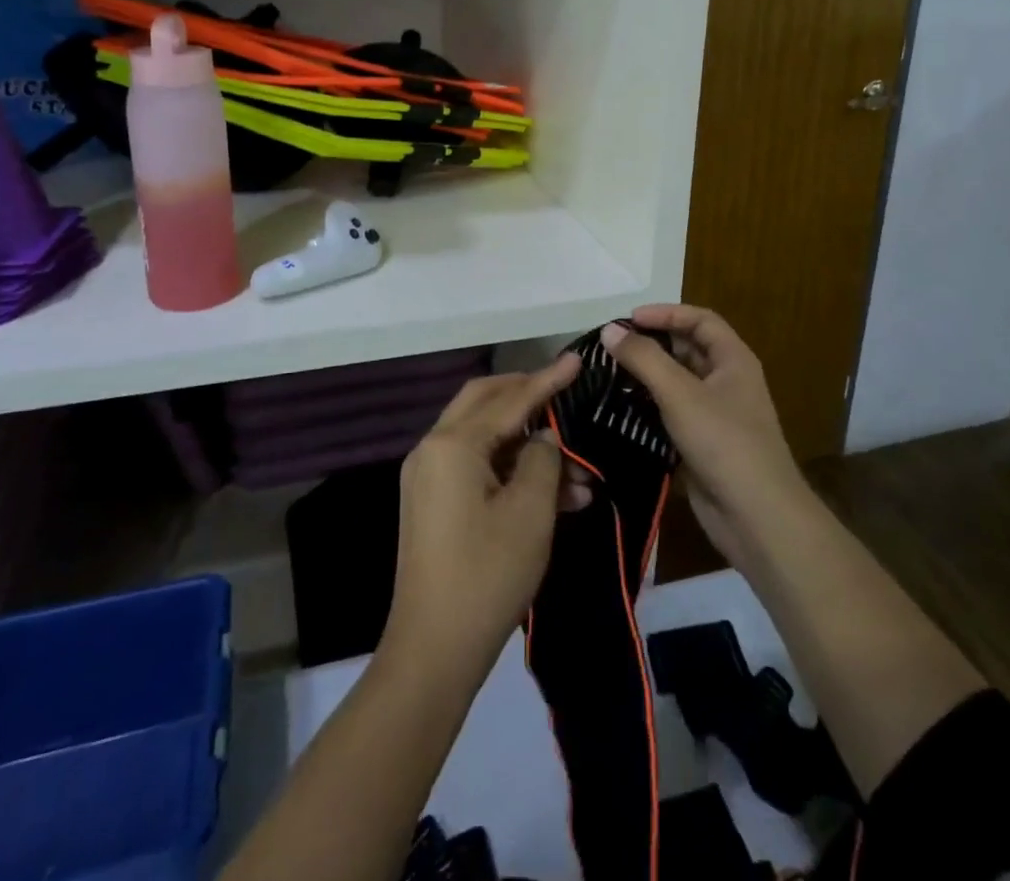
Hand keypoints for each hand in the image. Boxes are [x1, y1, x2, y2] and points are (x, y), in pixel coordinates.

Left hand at [384, 353, 581, 679]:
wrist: (433, 651)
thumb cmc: (487, 574)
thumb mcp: (530, 513)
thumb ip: (542, 460)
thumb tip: (543, 438)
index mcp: (452, 444)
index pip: (509, 399)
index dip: (547, 380)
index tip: (577, 360)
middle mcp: (433, 449)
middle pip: (485, 403)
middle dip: (528, 397)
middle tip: (565, 393)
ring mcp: (429, 477)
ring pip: (486, 440)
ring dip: (529, 449)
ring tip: (580, 477)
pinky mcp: (434, 504)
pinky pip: (477, 468)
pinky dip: (512, 473)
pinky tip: (556, 498)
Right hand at [600, 307, 804, 563]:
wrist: (757, 517)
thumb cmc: (724, 442)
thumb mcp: (680, 393)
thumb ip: (643, 359)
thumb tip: (610, 330)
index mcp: (733, 360)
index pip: (699, 320)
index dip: (665, 313)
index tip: (628, 320)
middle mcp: (726, 381)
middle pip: (687, 349)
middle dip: (651, 344)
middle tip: (611, 347)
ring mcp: (715, 414)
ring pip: (676, 383)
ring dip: (646, 377)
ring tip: (607, 374)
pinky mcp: (701, 443)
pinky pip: (671, 413)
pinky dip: (648, 407)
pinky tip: (619, 410)